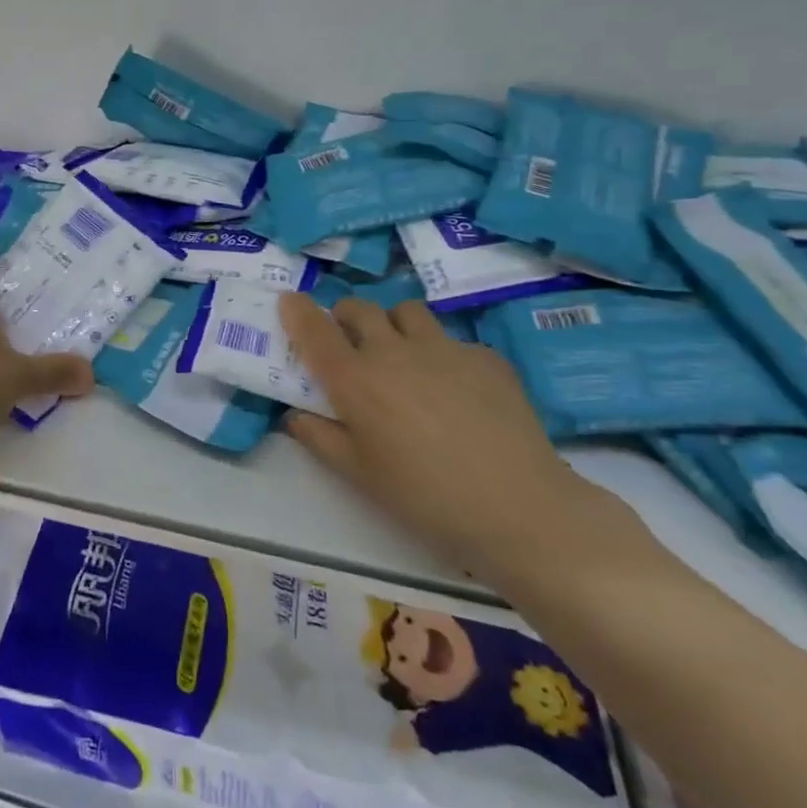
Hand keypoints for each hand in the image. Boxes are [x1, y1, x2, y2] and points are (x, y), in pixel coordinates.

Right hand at [277, 293, 586, 579]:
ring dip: (393, 324)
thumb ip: (320, 438)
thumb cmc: (424, 497)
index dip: (297, 310)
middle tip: (348, 340)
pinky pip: (452, 340)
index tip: (289, 300)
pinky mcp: (485, 356)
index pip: (314, 329)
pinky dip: (441, 353)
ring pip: (406, 311)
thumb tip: (295, 415)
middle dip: (345, 316)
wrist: (517, 507)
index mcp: (355, 380)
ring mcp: (444, 348)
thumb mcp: (359, 475)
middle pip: (359, 308)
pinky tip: (455, 389)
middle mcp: (393, 351)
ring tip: (401, 353)